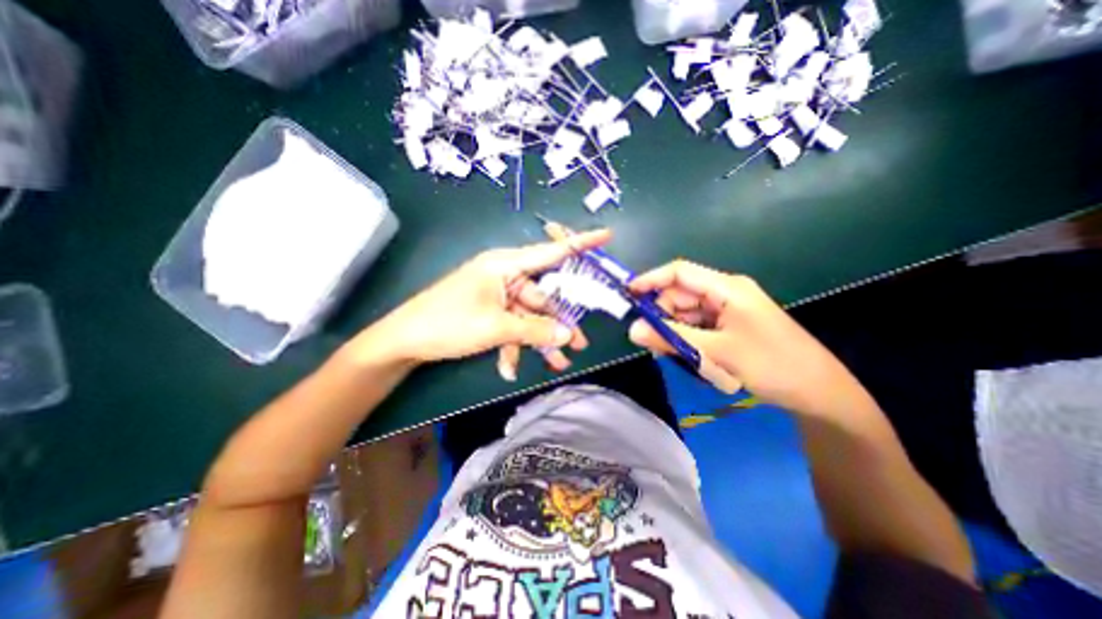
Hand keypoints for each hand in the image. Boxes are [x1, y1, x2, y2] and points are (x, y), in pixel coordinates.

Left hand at [358, 230, 611, 375]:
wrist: (404, 341)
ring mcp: (497, 294)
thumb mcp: (496, 327)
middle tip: (580, 342)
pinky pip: (511, 326)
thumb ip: (535, 330)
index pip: (550, 252)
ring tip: (557, 363)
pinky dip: (514, 346)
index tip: (606, 236)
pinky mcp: (490, 311)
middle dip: (559, 321)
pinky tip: (509, 369)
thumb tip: (569, 335)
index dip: (579, 244)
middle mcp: (505, 275)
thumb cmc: (448, 323)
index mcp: (505, 265)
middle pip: (543, 296)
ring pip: (529, 316)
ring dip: (539, 340)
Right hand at [632, 258, 874, 411]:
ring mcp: (728, 310)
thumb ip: (671, 338)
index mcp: (726, 288)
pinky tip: (689, 356)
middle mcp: (725, 293)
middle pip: (680, 295)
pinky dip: (687, 339)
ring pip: (686, 313)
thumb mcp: (716, 351)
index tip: (627, 295)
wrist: (820, 392)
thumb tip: (632, 330)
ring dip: (675, 331)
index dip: (651, 280)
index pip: (679, 272)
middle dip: (662, 315)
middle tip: (649, 341)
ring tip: (673, 354)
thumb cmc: (771, 364)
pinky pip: (698, 326)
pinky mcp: (730, 325)